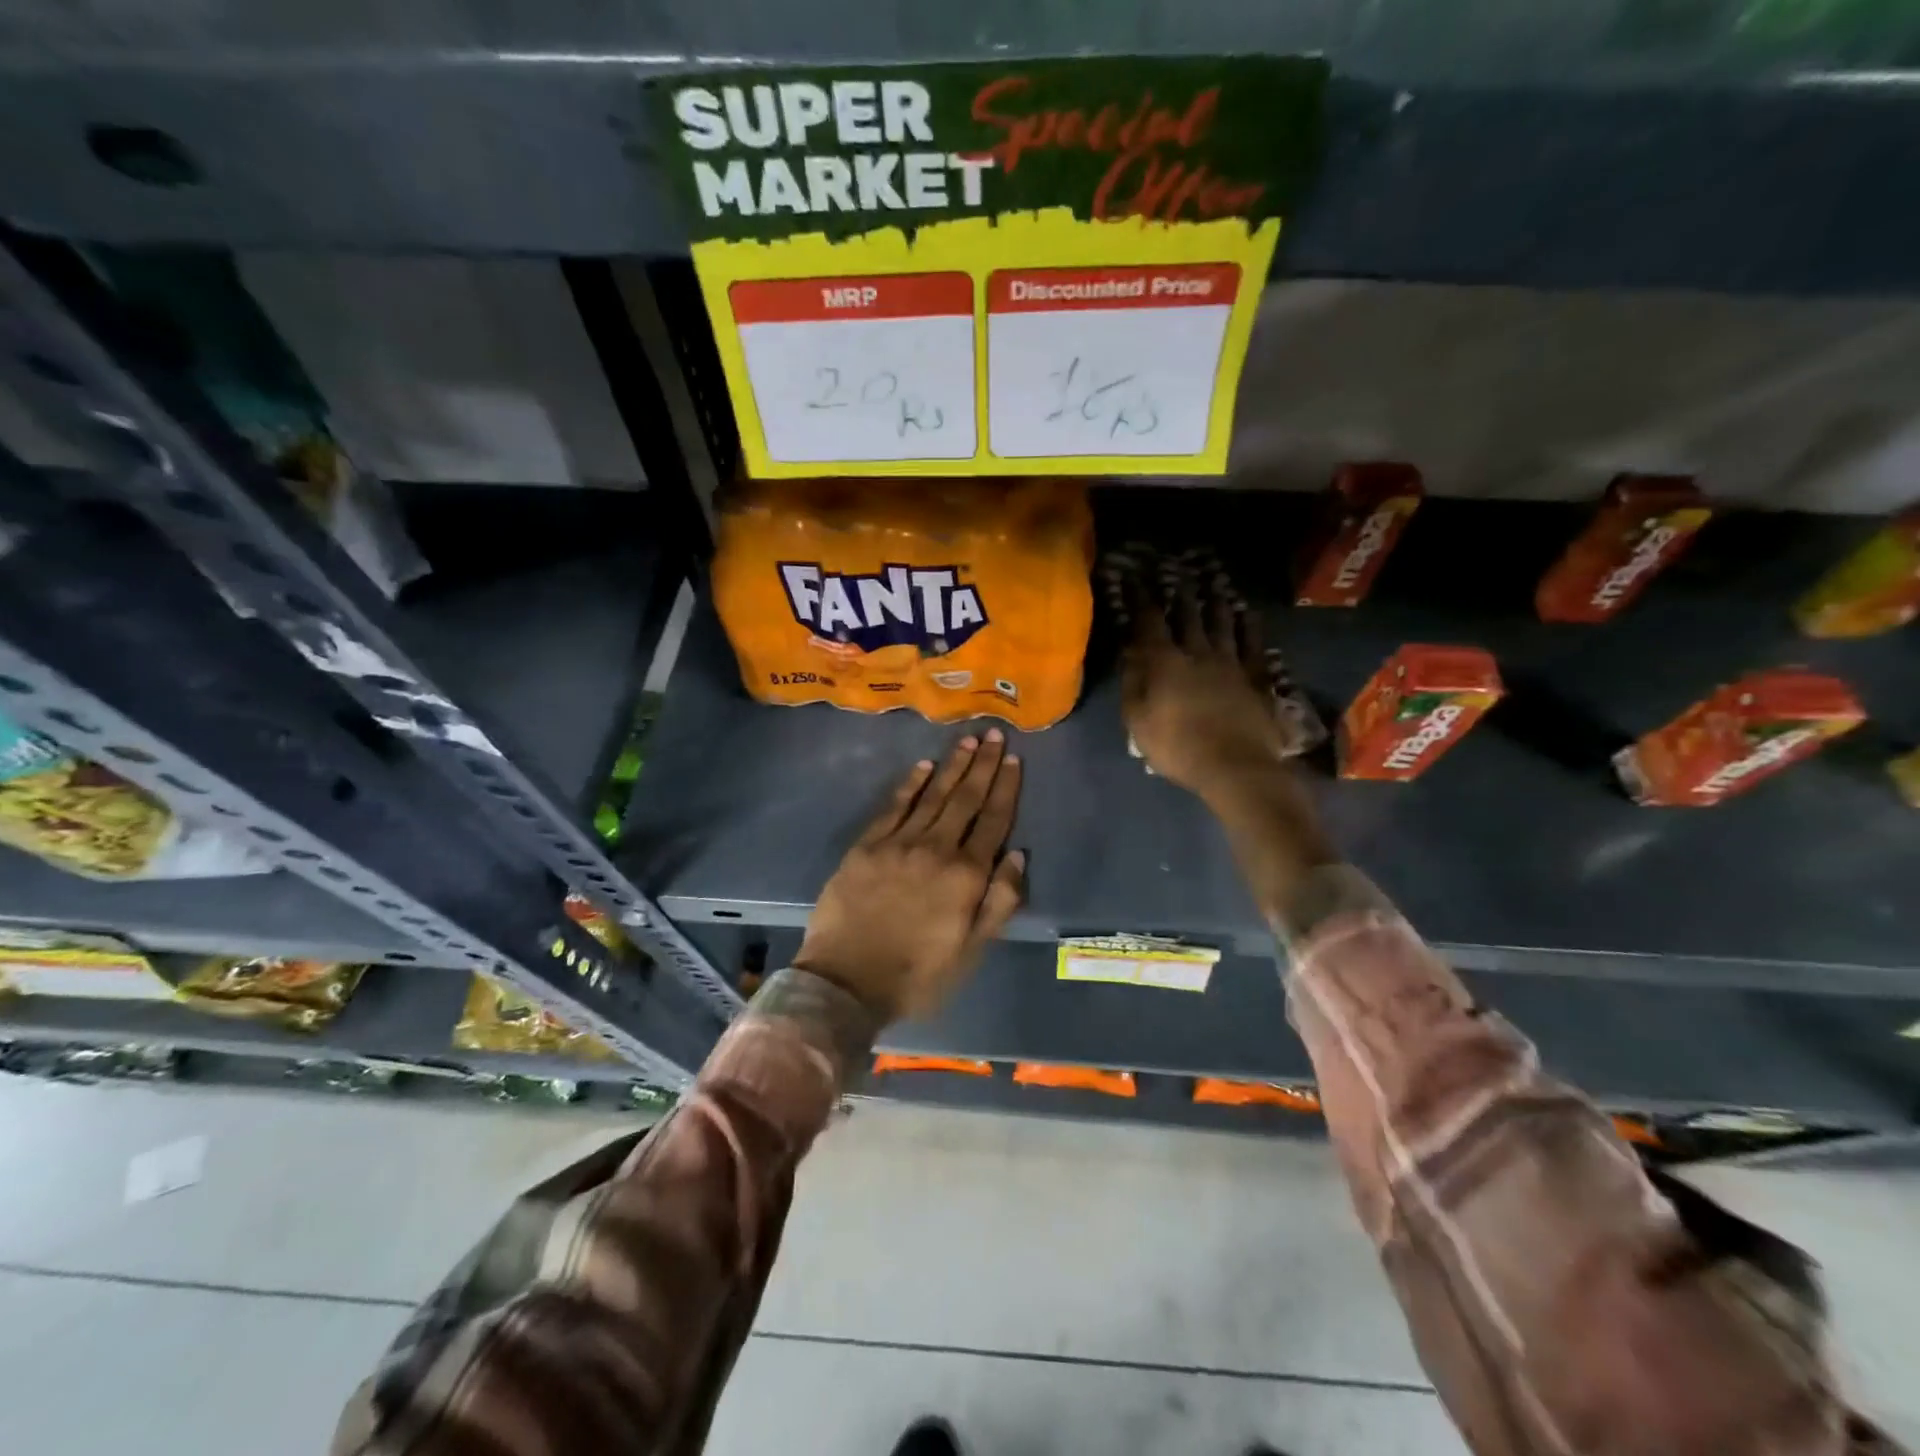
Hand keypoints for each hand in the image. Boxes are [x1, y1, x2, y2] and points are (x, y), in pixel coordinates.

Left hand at [793, 730, 1025, 1023]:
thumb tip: (1018, 855)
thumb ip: (999, 902)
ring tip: (967, 741)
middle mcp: (936, 848)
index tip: (1013, 759)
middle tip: (993, 733)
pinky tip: (923, 766)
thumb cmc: (917, 975)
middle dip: (982, 765)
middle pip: (965, 798)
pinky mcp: (867, 845)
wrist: (846, 982)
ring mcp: (898, 843)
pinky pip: (894, 806)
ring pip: (933, 795)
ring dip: (952, 766)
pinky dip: (911, 784)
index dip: (1005, 788)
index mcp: (966, 875)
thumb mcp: (971, 951)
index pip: (993, 821)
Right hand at [1111, 552, 1333, 915]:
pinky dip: (1249, 625)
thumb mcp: (1137, 720)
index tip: (1134, 577)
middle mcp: (1197, 651)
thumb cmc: (1176, 748)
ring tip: (1211, 581)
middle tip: (1174, 568)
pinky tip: (1247, 613)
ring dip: (1214, 599)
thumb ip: (1132, 682)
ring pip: (1221, 621)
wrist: (1234, 767)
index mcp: (1164, 662)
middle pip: (1187, 613)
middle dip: (1178, 590)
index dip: (1140, 597)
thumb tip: (1129, 651)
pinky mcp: (1255, 676)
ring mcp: (1230, 661)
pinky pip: (1252, 642)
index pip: (1148, 621)